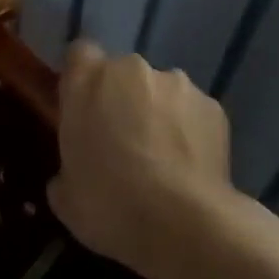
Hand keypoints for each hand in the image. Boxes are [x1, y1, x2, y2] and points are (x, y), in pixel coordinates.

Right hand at [49, 43, 233, 270]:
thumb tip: (73, 174)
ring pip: (160, 91)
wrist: (183, 225)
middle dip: (121, 98)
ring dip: (157, 113)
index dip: (82, 79)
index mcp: (87, 80)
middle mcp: (131, 69)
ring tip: (162, 159)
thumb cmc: (109, 204)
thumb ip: (66, 168)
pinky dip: (189, 131)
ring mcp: (177, 84)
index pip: (80, 53)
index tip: (83, 109)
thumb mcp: (65, 196)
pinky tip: (189, 167)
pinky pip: (193, 112)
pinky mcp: (214, 107)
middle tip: (121, 141)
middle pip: (122, 73)